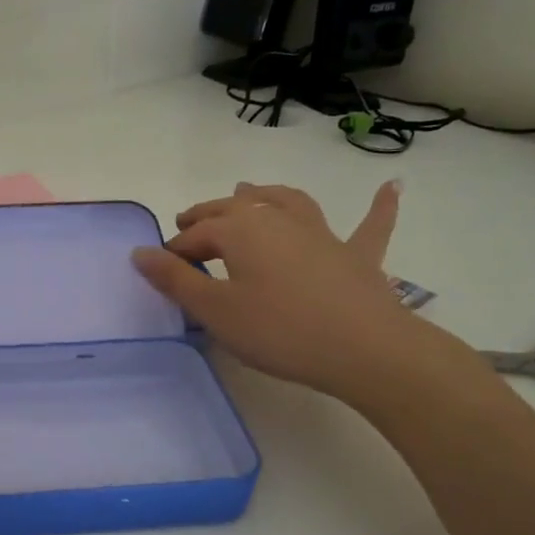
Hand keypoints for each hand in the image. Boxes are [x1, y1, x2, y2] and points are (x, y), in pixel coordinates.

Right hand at [131, 180, 439, 400]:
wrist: (363, 349)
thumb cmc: (278, 330)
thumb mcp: (215, 310)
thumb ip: (176, 280)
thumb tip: (140, 252)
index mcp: (241, 232)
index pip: (196, 236)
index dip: (175, 251)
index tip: (161, 270)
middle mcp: (278, 220)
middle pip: (235, 210)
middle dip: (207, 215)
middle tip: (187, 221)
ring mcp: (322, 234)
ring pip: (288, 203)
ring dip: (264, 195)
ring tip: (247, 191)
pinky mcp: (357, 256)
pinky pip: (369, 225)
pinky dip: (379, 206)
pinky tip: (394, 185)